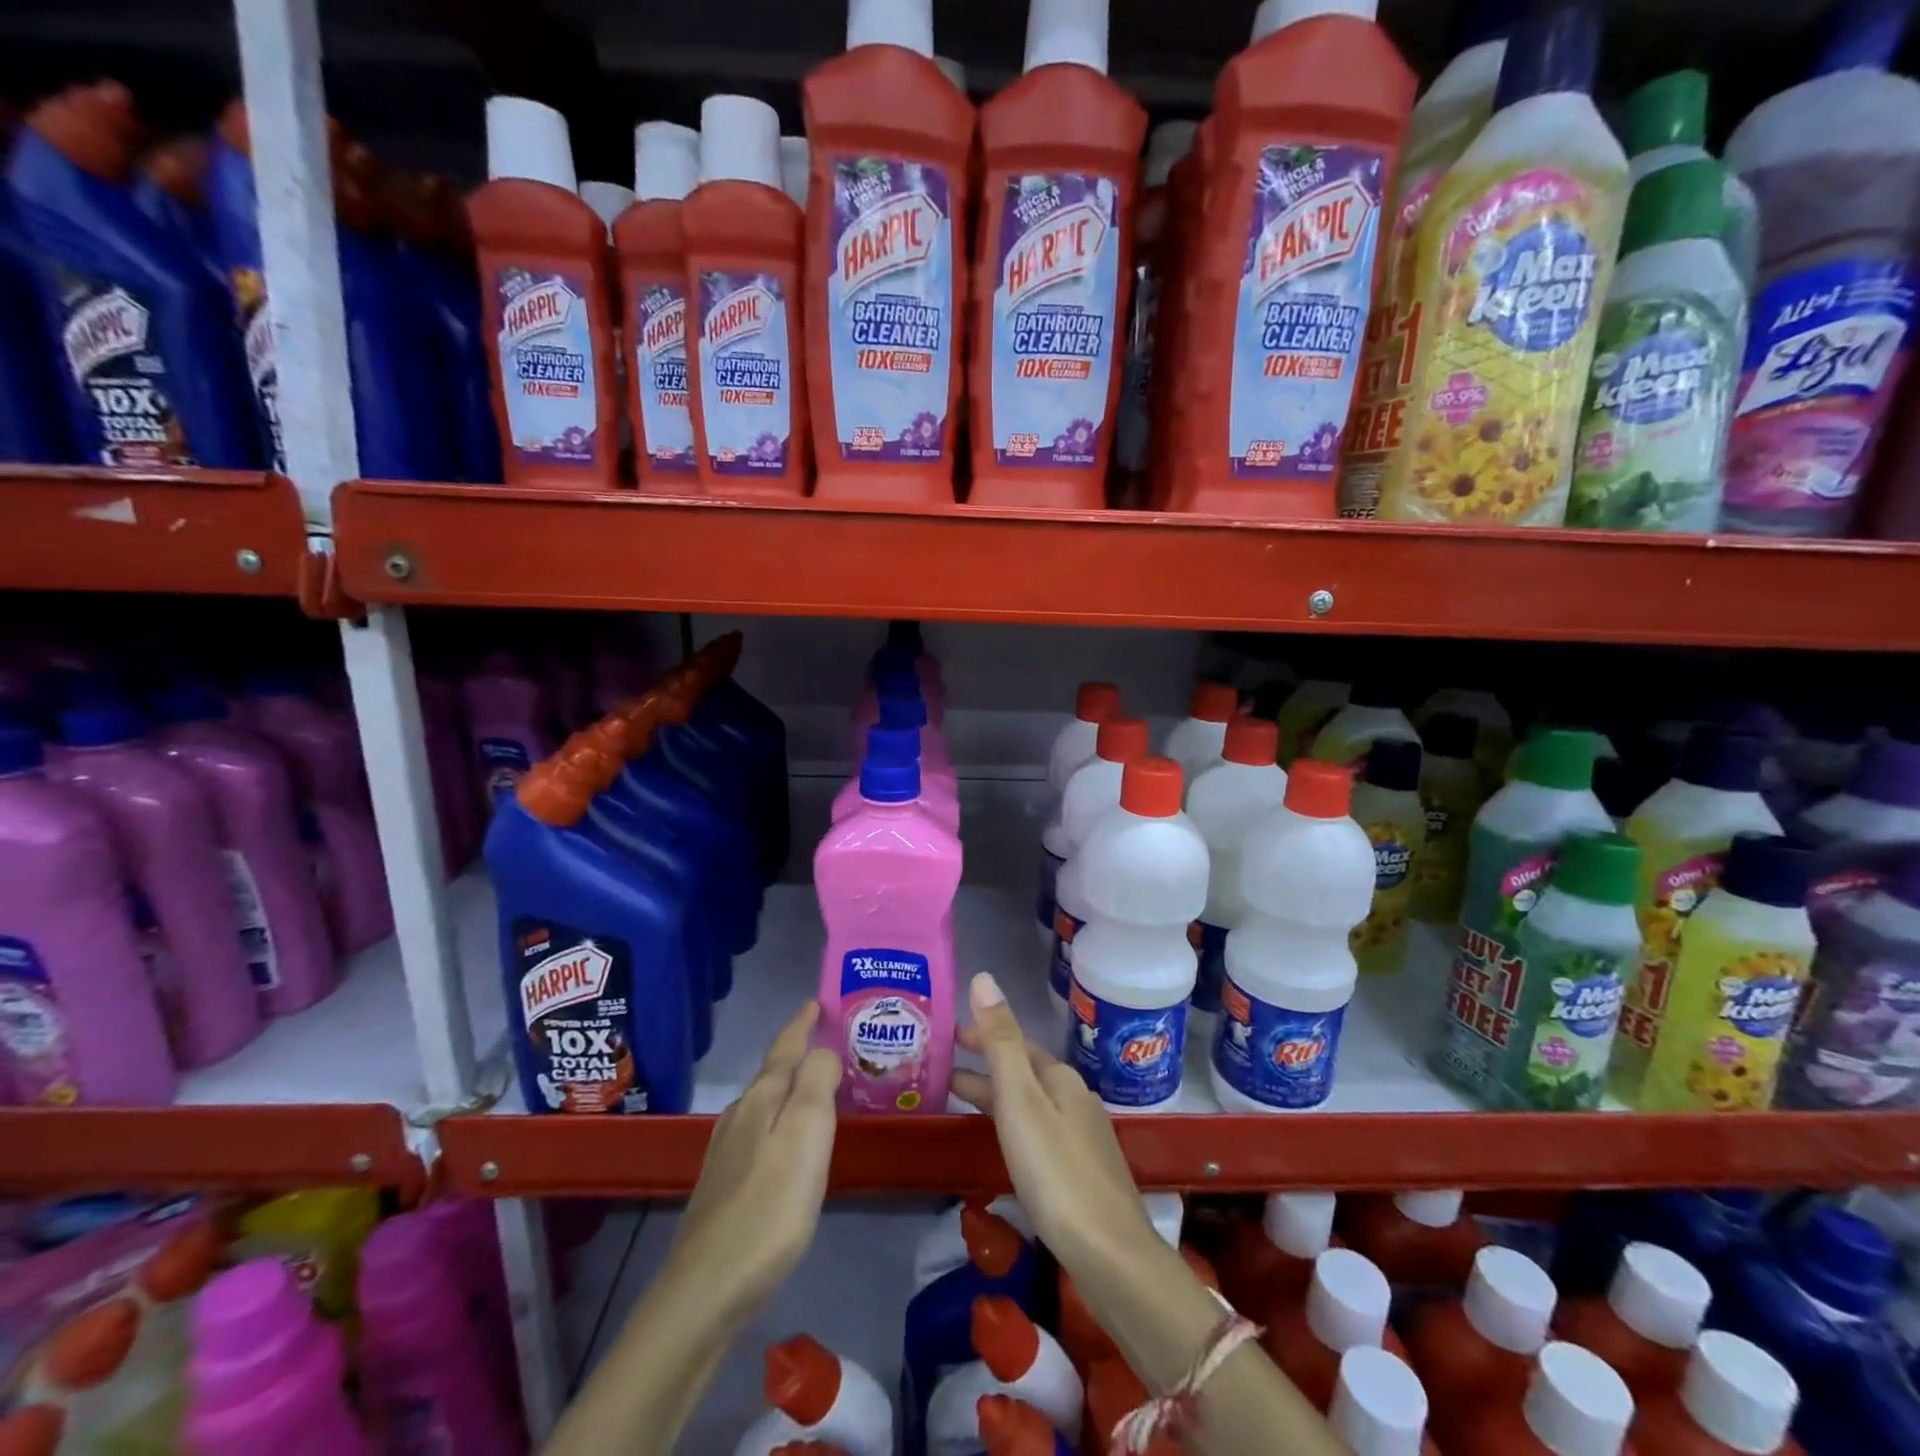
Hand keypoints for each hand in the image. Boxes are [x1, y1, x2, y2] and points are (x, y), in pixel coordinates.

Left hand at [667, 1001, 840, 1320]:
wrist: (707, 1289)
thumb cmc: (769, 1206)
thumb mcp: (806, 1134)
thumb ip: (816, 1082)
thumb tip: (822, 1051)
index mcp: (761, 1100)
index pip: (784, 1048)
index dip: (801, 1023)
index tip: (815, 1002)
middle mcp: (739, 1117)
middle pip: (772, 1074)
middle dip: (798, 1054)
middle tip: (829, 1044)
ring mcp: (726, 1153)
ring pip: (763, 1105)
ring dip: (788, 1089)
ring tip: (814, 1090)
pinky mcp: (723, 1187)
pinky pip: (758, 1133)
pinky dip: (778, 1122)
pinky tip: (785, 1145)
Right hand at [951, 972, 1159, 1275]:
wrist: (1110, 1255)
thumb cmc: (1056, 1172)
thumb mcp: (1021, 1101)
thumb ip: (1001, 1041)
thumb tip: (984, 978)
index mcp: (1060, 1078)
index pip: (1014, 1042)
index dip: (981, 1034)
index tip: (947, 1033)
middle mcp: (1074, 1098)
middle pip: (1023, 1070)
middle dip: (985, 1062)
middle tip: (942, 1061)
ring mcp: (1082, 1136)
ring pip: (1030, 1101)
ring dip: (995, 1093)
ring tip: (958, 1097)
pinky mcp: (1082, 1171)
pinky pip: (1037, 1129)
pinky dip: (1011, 1122)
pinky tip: (1002, 1142)